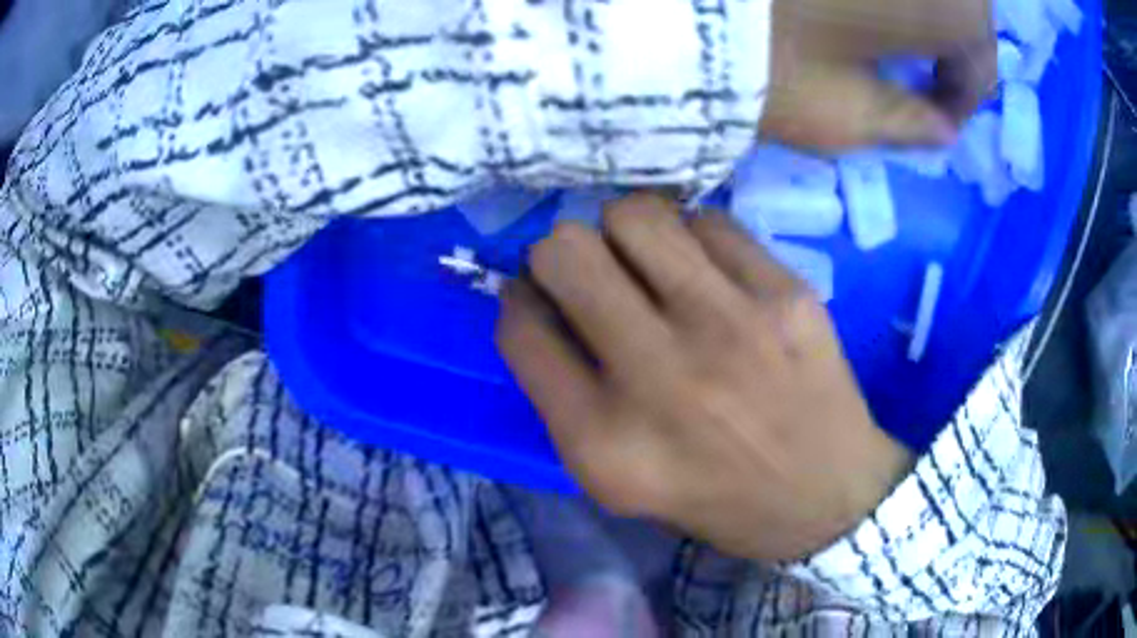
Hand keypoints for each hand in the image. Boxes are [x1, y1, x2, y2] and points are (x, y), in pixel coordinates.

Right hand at [496, 193, 911, 561]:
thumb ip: (562, 395)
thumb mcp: (615, 478)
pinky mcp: (784, 294)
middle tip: (592, 274)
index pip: (520, 327)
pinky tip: (710, 275)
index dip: (520, 301)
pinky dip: (694, 240)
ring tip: (648, 264)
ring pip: (634, 215)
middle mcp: (659, 377)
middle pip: (564, 253)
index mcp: (602, 441)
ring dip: (624, 233)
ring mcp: (729, 326)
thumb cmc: (713, 496)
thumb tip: (536, 299)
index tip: (540, 299)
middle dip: (561, 257)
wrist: (826, 496)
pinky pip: (707, 221)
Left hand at [761, 0, 995, 149]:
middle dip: (951, 38)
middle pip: (963, 4)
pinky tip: (855, 6)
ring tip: (889, 31)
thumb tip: (942, 131)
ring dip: (920, 5)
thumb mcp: (843, 113)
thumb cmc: (764, 60)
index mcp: (945, 6)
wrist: (668, 3)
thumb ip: (905, 122)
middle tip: (921, 69)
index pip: (979, 56)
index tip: (936, 117)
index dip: (962, 94)